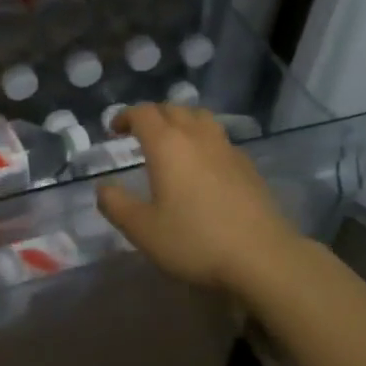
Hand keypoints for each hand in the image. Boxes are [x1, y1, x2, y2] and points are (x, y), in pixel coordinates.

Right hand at [96, 103, 302, 292]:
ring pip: (200, 118)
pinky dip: (203, 140)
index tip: (114, 130)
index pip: (143, 113)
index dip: (125, 116)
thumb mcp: (143, 230)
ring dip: (181, 121)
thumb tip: (103, 188)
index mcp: (167, 145)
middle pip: (173, 109)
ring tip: (172, 141)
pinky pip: (219, 138)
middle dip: (152, 115)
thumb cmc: (195, 241)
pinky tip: (203, 165)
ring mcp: (226, 148)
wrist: (262, 256)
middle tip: (139, 133)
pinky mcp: (247, 165)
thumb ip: (117, 205)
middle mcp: (197, 136)